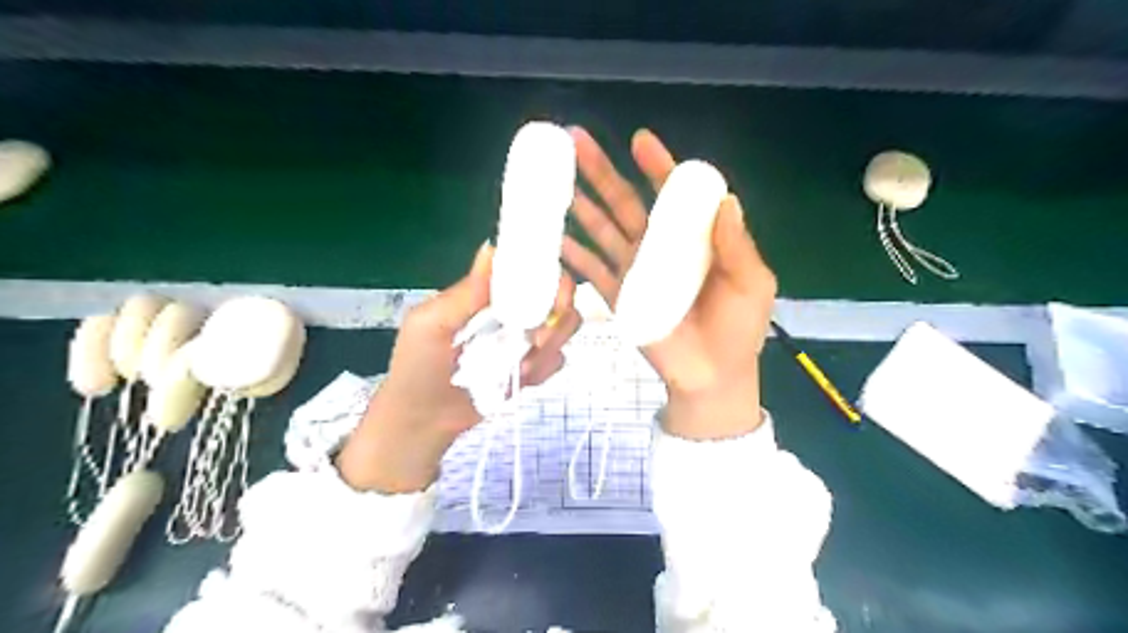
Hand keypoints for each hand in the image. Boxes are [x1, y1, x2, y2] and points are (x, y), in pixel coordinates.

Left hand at [336, 241, 579, 495]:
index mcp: (488, 294)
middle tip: (539, 337)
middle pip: (558, 295)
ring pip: (564, 326)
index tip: (547, 290)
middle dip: (559, 313)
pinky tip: (523, 379)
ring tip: (522, 367)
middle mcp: (512, 311)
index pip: (528, 269)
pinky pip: (558, 360)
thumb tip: (491, 248)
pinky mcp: (532, 368)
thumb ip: (465, 292)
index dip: (546, 272)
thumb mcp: (431, 323)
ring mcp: (525, 340)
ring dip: (551, 345)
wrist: (423, 420)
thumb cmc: (417, 367)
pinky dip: (547, 368)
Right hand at [564, 127, 775, 437]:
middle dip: (600, 171)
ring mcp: (634, 270)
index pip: (671, 193)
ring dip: (578, 205)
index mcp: (692, 237)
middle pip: (624, 202)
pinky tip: (552, 236)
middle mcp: (659, 245)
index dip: (657, 166)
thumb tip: (727, 200)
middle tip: (575, 141)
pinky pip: (590, 270)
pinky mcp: (618, 296)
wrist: (713, 375)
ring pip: (601, 229)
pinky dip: (571, 254)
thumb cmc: (738, 327)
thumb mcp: (752, 283)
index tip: (639, 141)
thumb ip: (737, 246)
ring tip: (552, 182)